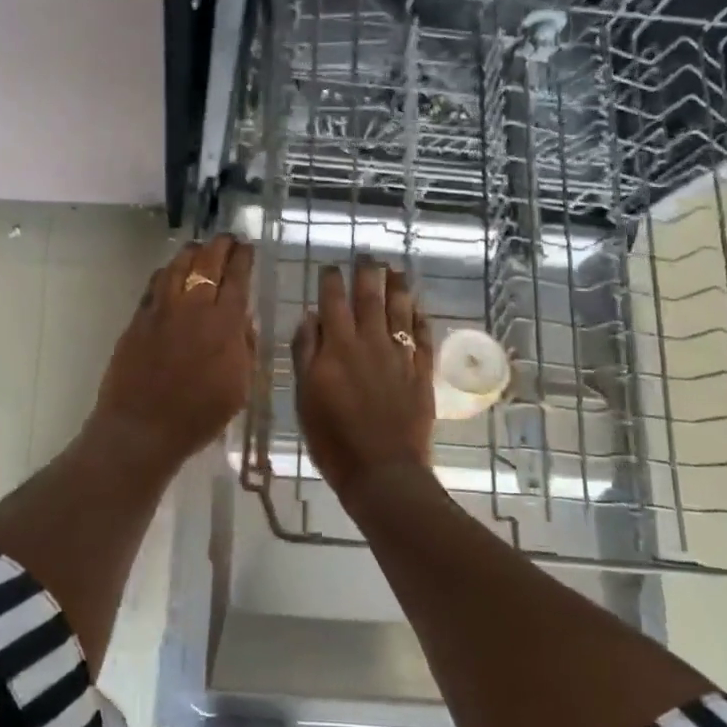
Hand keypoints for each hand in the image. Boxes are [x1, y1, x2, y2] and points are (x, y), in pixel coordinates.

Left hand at [89, 234, 254, 472]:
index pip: (237, 278)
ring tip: (199, 248)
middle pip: (207, 262)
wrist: (142, 428)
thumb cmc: (198, 416)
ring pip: (177, 266)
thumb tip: (243, 321)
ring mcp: (161, 310)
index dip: (243, 258)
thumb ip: (245, 348)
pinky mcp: (138, 319)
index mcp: (224, 325)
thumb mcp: (239, 387)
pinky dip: (166, 272)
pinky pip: (154, 284)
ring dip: (191, 252)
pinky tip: (169, 272)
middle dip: (220, 246)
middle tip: (227, 239)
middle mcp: (193, 308)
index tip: (247, 247)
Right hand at [292, 261, 434, 498]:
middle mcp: (370, 343)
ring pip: (400, 310)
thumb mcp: (305, 396)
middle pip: (370, 297)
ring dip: (397, 286)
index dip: (332, 280)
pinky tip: (418, 308)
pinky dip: (419, 319)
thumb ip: (306, 353)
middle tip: (368, 255)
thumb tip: (311, 317)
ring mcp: (399, 356)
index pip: (333, 301)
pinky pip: (422, 336)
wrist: (382, 470)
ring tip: (395, 270)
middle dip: (368, 273)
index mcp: (338, 347)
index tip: (331, 266)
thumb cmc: (333, 439)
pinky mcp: (421, 372)